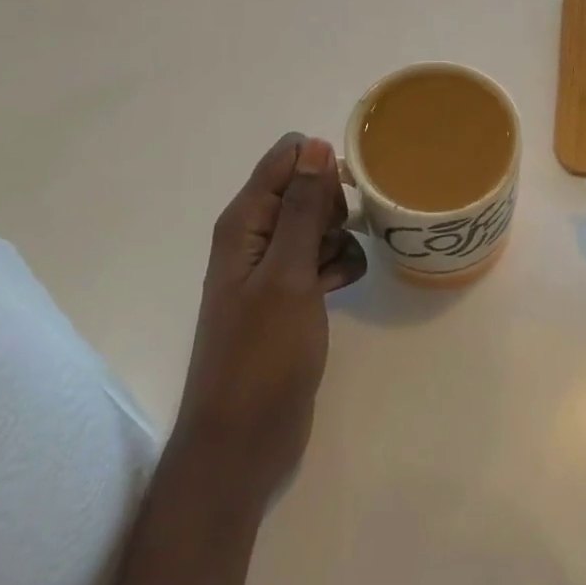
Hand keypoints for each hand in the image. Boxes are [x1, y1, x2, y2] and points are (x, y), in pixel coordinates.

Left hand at [171, 133, 367, 505]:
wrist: (244, 440)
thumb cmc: (262, 353)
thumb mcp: (288, 273)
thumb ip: (303, 207)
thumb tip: (316, 144)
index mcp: (243, 221)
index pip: (286, 158)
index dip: (320, 168)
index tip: (342, 199)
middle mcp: (255, 236)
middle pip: (307, 188)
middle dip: (332, 207)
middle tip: (331, 242)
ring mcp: (274, 267)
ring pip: (321, 224)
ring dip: (339, 240)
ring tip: (332, 275)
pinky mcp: (292, 295)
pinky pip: (326, 258)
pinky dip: (339, 266)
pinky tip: (338, 290)